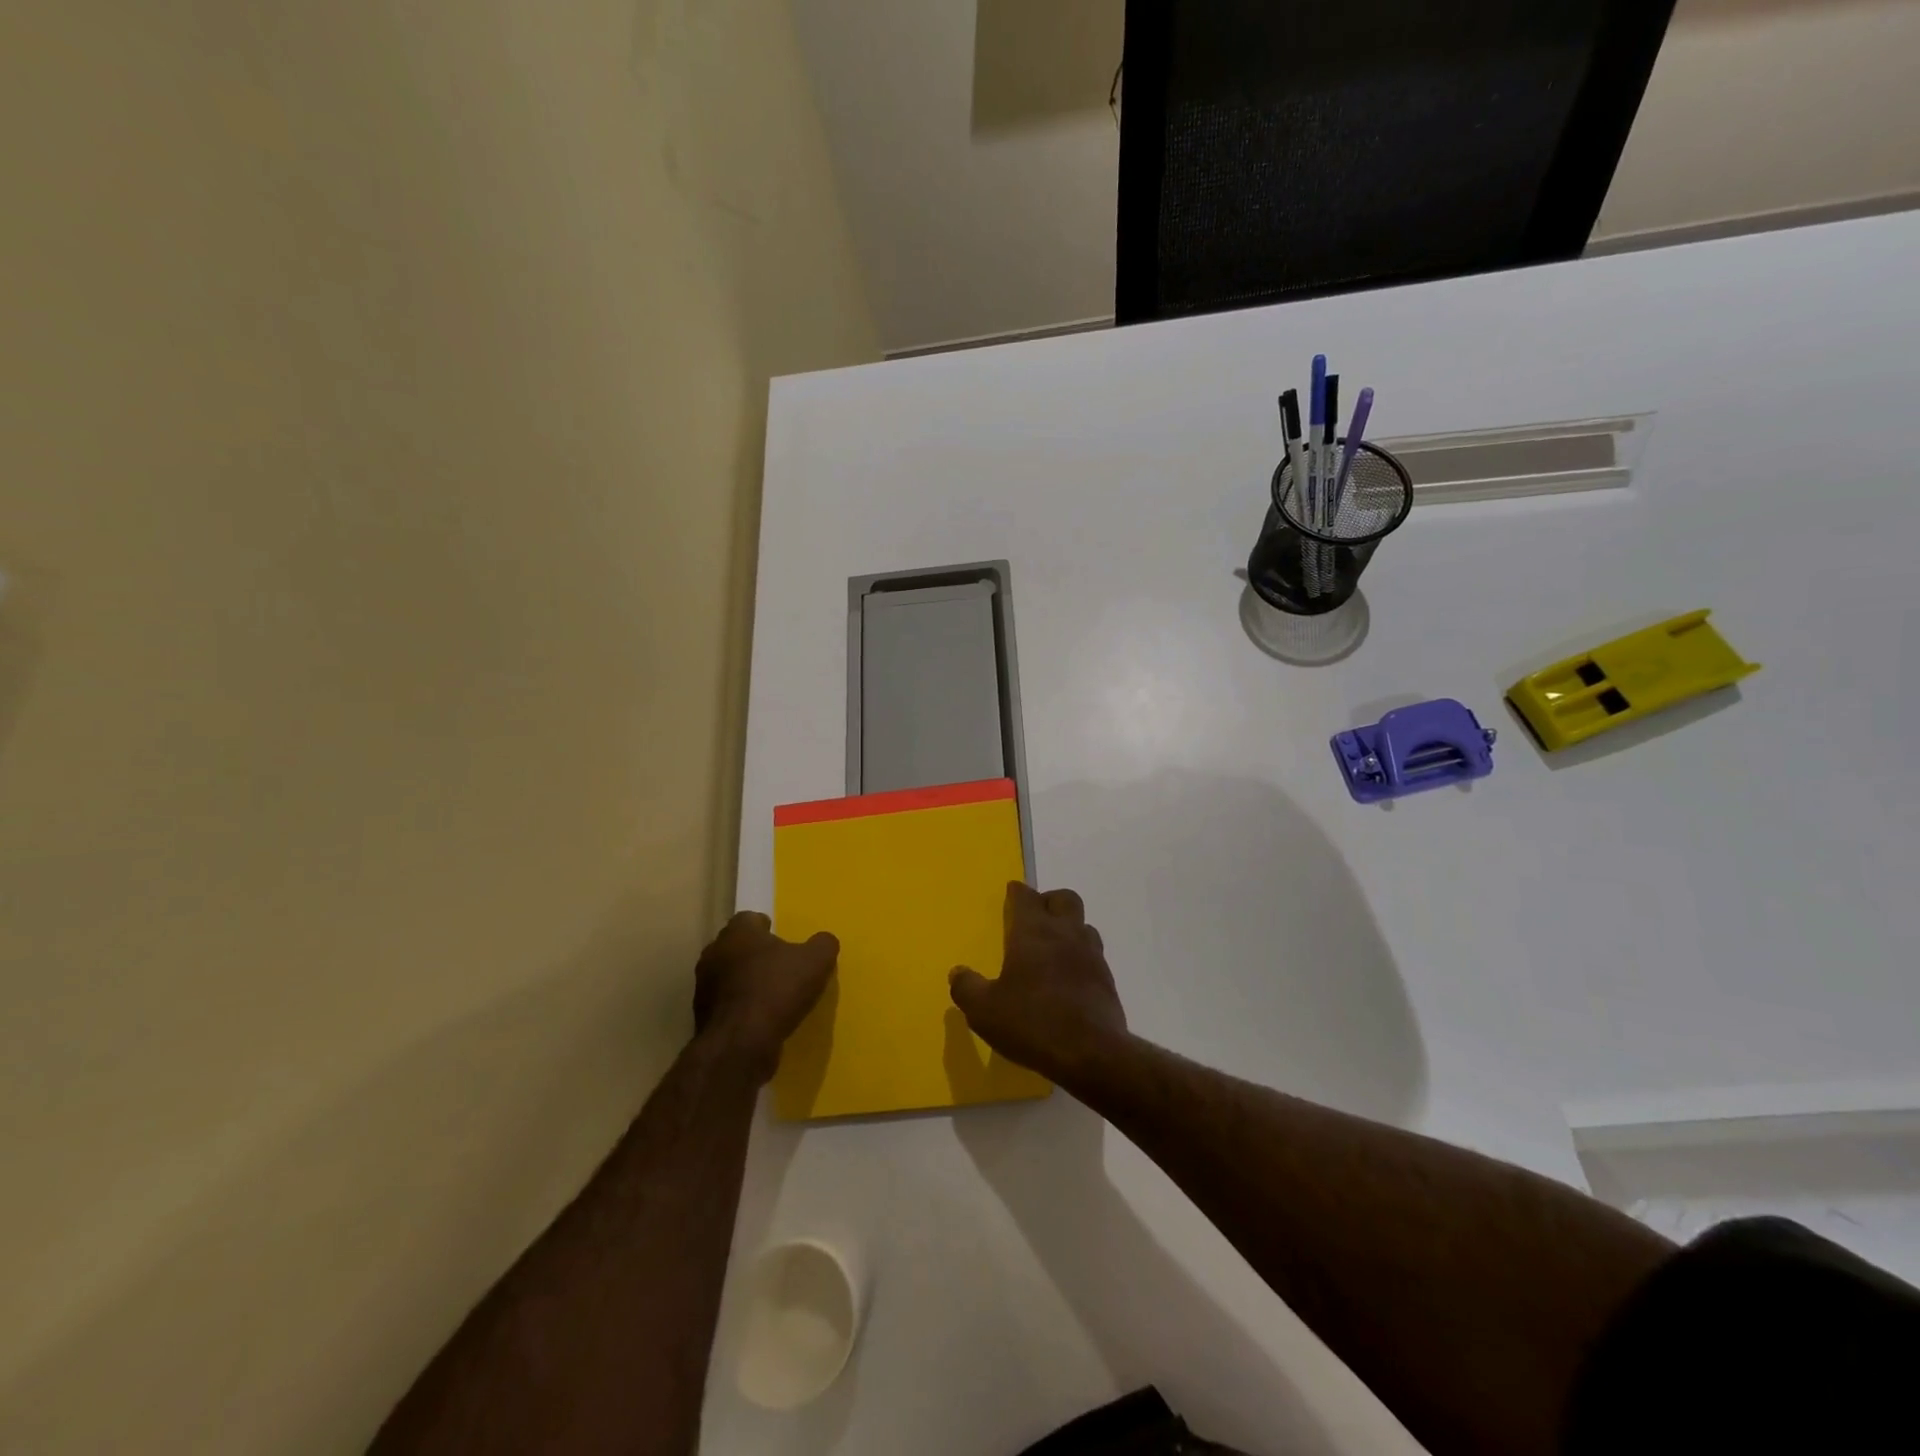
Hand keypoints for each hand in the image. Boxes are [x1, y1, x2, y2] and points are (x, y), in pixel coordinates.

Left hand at [693, 913, 838, 1082]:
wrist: (740, 1044)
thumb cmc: (777, 990)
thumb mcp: (816, 962)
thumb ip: (823, 944)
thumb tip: (824, 941)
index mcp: (738, 932)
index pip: (749, 919)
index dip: (767, 927)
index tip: (783, 940)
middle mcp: (715, 952)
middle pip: (736, 946)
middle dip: (754, 953)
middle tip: (779, 965)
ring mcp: (704, 986)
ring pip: (728, 975)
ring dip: (745, 981)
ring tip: (770, 995)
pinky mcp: (702, 1016)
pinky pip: (725, 1003)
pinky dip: (739, 1007)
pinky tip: (759, 1018)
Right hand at [948, 882, 1127, 1084]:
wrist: (1092, 1053)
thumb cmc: (1032, 1023)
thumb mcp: (984, 1011)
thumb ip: (967, 988)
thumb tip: (958, 972)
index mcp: (1033, 932)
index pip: (1026, 897)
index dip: (1017, 892)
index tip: (1012, 893)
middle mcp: (1065, 934)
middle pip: (1064, 899)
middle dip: (1049, 901)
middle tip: (1034, 918)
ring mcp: (1091, 955)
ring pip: (1083, 925)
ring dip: (1068, 928)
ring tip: (1053, 948)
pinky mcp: (1107, 979)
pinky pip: (1094, 954)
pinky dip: (1080, 957)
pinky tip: (1069, 977)